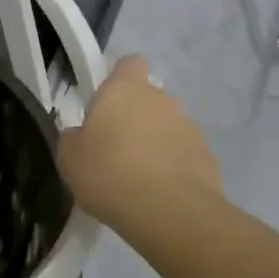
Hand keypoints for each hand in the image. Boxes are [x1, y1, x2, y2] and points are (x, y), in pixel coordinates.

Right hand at [58, 55, 220, 240]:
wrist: (171, 214)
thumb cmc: (110, 174)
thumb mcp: (70, 158)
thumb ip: (74, 138)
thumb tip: (81, 135)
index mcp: (125, 88)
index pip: (129, 63)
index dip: (119, 78)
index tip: (106, 103)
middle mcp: (161, 99)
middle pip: (148, 97)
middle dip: (135, 117)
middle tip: (115, 149)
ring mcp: (189, 127)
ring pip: (168, 126)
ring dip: (156, 143)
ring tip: (139, 178)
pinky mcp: (208, 157)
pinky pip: (184, 155)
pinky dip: (174, 168)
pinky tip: (161, 195)